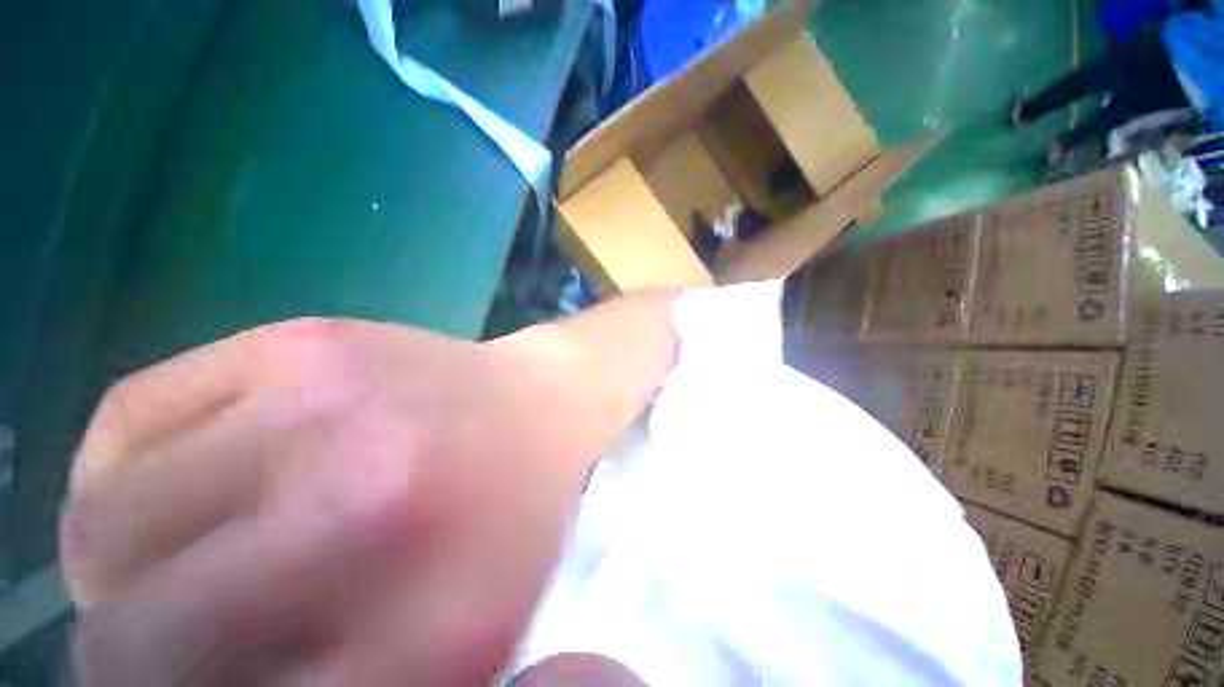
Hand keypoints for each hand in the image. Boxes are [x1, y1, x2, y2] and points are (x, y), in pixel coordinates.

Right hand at [61, 293, 677, 685]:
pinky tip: (181, 481)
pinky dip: (120, 473)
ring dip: (112, 564)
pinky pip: (125, 419)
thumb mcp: (459, 642)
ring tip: (168, 559)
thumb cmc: (516, 515)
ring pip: (99, 523)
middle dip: (128, 655)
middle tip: (167, 636)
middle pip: (127, 643)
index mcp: (423, 626)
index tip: (199, 685)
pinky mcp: (302, 340)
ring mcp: (322, 402)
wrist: (545, 402)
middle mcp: (356, 504)